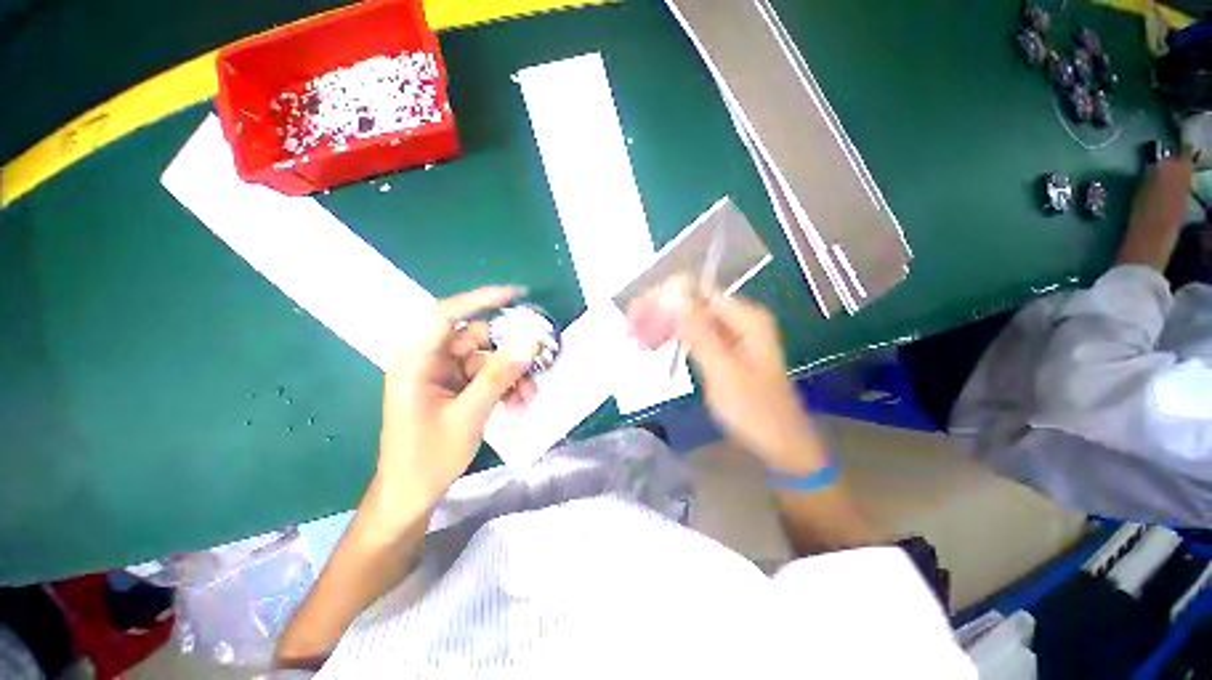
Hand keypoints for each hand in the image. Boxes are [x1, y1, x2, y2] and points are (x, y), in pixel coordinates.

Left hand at [376, 287, 536, 511]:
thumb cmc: (429, 456)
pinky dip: (503, 385)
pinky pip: (484, 375)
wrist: (412, 493)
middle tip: (536, 362)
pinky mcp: (453, 387)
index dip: (480, 299)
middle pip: (476, 339)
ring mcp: (442, 374)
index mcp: (417, 362)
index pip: (446, 315)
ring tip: (528, 396)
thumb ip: (498, 377)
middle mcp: (429, 361)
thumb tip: (526, 347)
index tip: (516, 295)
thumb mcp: (469, 415)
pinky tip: (517, 401)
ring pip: (485, 359)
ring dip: (510, 374)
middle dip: (508, 352)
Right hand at [628, 280, 826, 473]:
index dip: (665, 299)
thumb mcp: (723, 370)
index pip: (697, 293)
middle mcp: (739, 320)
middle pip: (691, 305)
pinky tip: (652, 345)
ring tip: (635, 339)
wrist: (779, 445)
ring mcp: (731, 336)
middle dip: (660, 314)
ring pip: (689, 321)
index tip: (637, 314)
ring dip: (662, 327)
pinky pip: (693, 337)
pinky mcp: (723, 351)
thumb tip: (674, 295)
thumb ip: (699, 332)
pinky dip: (673, 340)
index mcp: (746, 318)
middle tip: (630, 329)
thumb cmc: (754, 410)